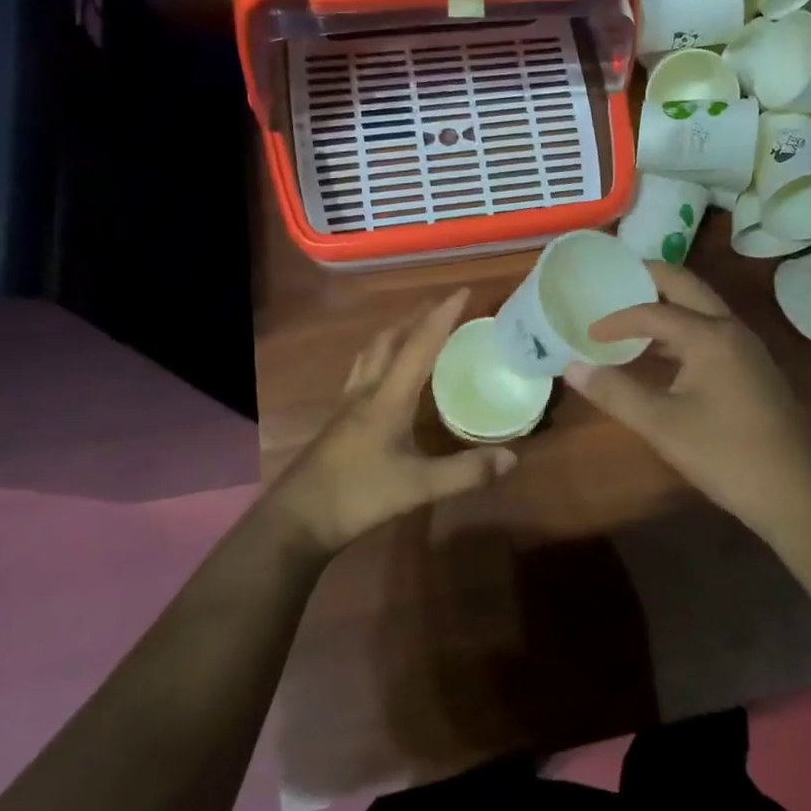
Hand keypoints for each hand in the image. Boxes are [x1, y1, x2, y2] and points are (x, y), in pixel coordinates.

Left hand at [269, 289, 516, 554]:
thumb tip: (512, 458)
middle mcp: (367, 390)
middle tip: (444, 306)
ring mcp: (348, 404)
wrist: (298, 518)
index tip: (464, 291)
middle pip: (391, 339)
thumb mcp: (418, 487)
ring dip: (396, 332)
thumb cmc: (358, 495)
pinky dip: (382, 355)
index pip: (420, 345)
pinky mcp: (339, 419)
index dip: (443, 316)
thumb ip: (465, 472)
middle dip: (418, 317)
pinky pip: (363, 370)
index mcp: (388, 396)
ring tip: (415, 326)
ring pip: (372, 352)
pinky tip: (387, 372)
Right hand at [562, 263, 810, 534]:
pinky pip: (712, 332)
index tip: (588, 332)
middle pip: (686, 287)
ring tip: (632, 316)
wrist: (797, 492)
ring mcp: (748, 348)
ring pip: (703, 309)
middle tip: (615, 278)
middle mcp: (732, 329)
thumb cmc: (726, 454)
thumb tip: (572, 367)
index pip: (653, 312)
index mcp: (710, 335)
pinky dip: (683, 330)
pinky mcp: (754, 368)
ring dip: (668, 305)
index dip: (617, 319)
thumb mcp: (662, 425)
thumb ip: (616, 392)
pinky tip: (664, 355)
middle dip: (650, 278)